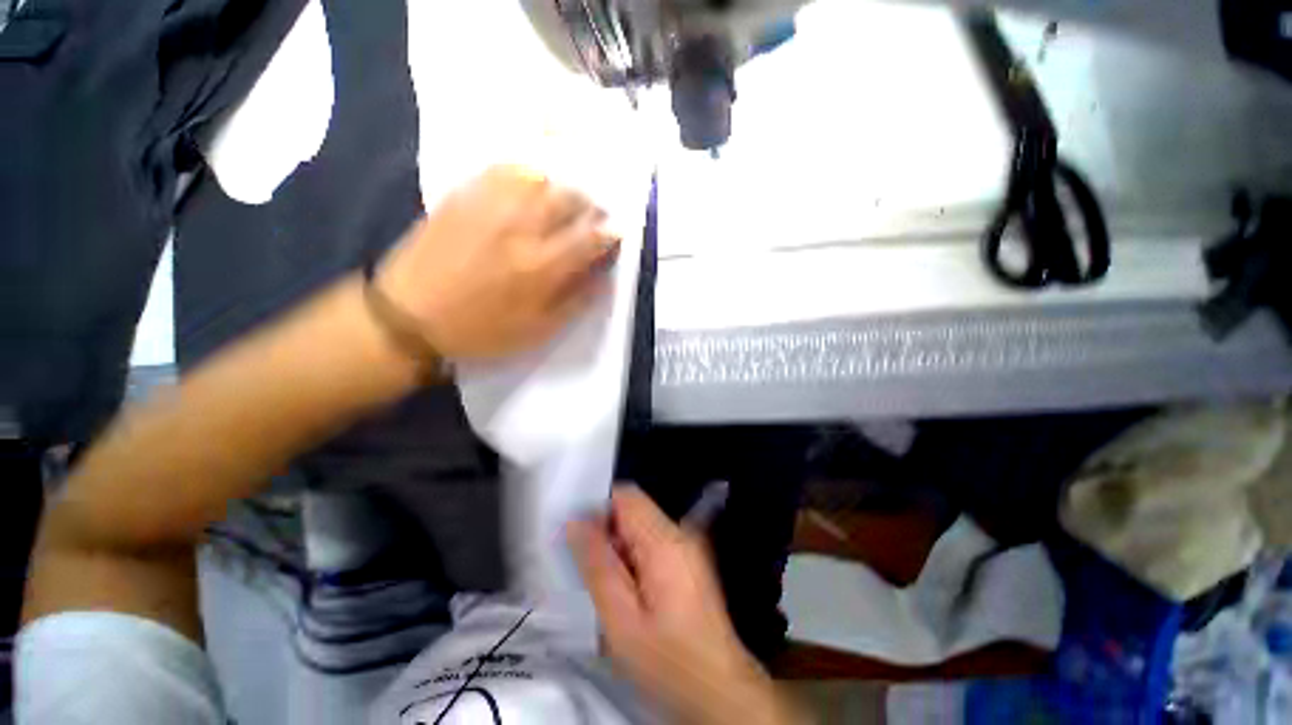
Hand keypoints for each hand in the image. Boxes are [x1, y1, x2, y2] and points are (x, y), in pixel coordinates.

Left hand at [377, 165, 619, 358]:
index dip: (610, 233)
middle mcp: (521, 227)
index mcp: (541, 266)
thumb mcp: (538, 330)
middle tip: (591, 217)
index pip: (591, 237)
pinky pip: (503, 169)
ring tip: (563, 201)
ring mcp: (490, 205)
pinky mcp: (463, 195)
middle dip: (590, 205)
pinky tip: (529, 185)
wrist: (408, 317)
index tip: (615, 235)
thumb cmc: (481, 331)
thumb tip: (603, 276)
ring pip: (541, 176)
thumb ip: (576, 301)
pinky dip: (527, 173)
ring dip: (562, 186)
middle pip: (570, 197)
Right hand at [568, 487, 810, 724]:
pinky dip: (637, 555)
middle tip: (596, 573)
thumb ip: (597, 565)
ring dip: (622, 546)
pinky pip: (655, 540)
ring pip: (643, 525)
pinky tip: (633, 590)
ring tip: (614, 587)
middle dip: (609, 531)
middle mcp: (681, 531)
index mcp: (665, 541)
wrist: (718, 688)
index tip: (582, 542)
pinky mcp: (692, 557)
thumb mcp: (620, 620)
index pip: (627, 496)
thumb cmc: (667, 659)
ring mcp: (691, 543)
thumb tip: (576, 523)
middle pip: (635, 509)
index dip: (599, 510)